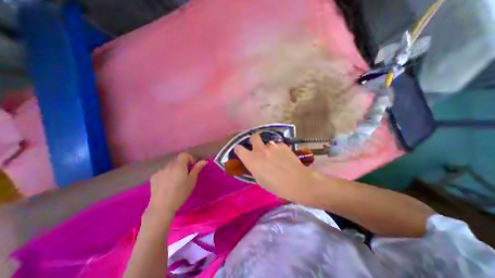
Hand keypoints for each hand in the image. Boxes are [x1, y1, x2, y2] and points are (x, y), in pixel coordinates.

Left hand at [148, 155, 206, 216]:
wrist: (162, 206)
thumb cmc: (181, 193)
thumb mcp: (192, 181)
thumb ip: (197, 169)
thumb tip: (204, 161)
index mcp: (179, 165)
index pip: (184, 154)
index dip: (190, 158)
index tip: (192, 167)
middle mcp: (169, 165)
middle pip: (177, 160)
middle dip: (183, 164)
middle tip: (185, 174)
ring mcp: (160, 170)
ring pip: (170, 165)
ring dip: (174, 169)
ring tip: (176, 180)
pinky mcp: (153, 177)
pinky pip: (163, 171)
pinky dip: (167, 173)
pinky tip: (167, 183)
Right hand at [234, 134, 314, 202]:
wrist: (297, 182)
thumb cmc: (276, 186)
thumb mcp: (260, 180)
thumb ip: (255, 168)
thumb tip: (254, 163)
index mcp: (251, 160)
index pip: (239, 149)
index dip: (239, 150)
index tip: (241, 152)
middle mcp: (260, 150)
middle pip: (253, 137)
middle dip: (253, 140)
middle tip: (258, 148)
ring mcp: (272, 146)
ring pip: (267, 143)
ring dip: (268, 148)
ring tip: (275, 157)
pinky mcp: (282, 145)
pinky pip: (277, 145)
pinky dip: (278, 150)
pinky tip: (284, 158)